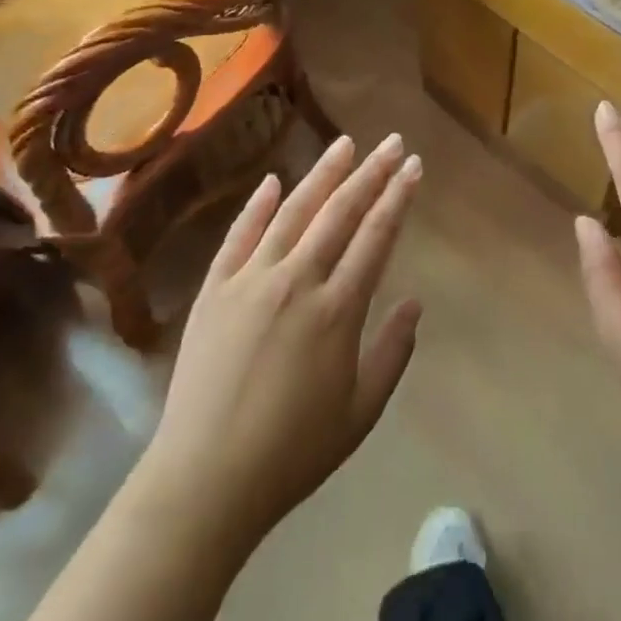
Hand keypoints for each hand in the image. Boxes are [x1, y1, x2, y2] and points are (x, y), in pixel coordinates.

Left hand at [143, 134, 422, 548]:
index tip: (412, 166)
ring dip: (322, 175)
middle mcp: (297, 280)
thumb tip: (414, 301)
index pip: (376, 236)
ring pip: (293, 212)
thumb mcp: (362, 410)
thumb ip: (393, 351)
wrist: (205, 478)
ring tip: (344, 144)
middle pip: (340, 212)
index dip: (397, 197)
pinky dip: (257, 205)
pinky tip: (273, 181)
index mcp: (338, 309)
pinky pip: (239, 236)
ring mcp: (250, 280)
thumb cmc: (294, 450)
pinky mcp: (215, 290)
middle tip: (391, 142)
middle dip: (370, 173)